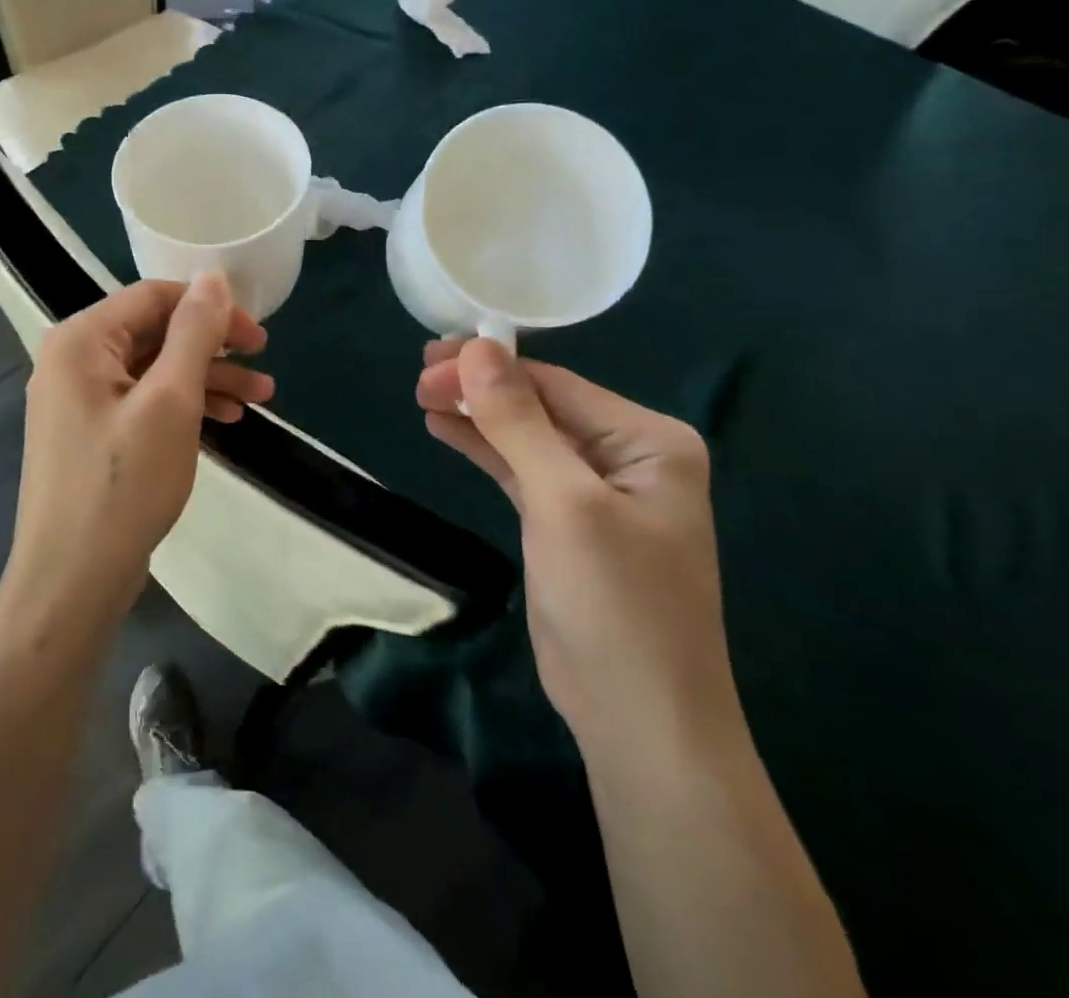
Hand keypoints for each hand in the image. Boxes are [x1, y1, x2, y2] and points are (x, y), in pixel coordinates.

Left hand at [7, 275, 271, 622]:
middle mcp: (73, 360)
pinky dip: (183, 405)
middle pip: (154, 332)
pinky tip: (224, 420)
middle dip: (213, 348)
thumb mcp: (171, 401)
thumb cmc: (124, 484)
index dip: (210, 308)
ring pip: (154, 369)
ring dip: (206, 379)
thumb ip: (194, 332)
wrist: (72, 580)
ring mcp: (79, 399)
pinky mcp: (92, 432)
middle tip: (263, 368)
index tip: (258, 338)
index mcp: (81, 339)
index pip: (153, 297)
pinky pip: (143, 400)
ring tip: (260, 400)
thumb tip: (214, 277)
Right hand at [417, 339, 739, 761]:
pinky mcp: (566, 523)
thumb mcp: (563, 502)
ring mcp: (596, 492)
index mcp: (650, 440)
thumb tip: (476, 347)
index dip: (491, 368)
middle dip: (479, 390)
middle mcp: (628, 456)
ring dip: (476, 416)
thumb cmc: (614, 602)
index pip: (557, 385)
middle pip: (539, 406)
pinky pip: (520, 470)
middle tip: (419, 380)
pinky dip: (483, 450)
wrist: (639, 720)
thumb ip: (517, 421)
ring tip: (421, 397)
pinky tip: (444, 429)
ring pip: (525, 436)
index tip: (429, 361)